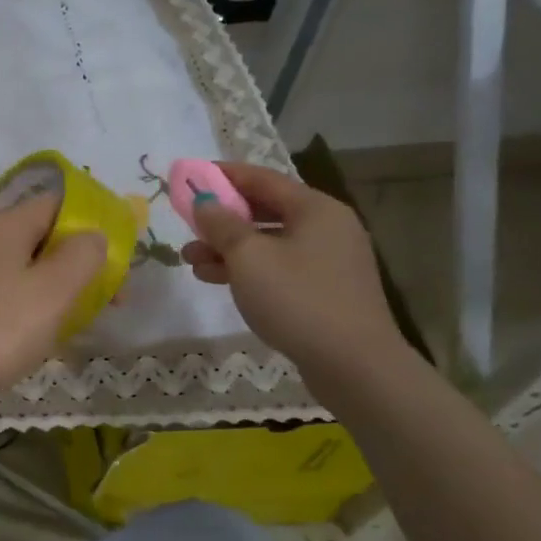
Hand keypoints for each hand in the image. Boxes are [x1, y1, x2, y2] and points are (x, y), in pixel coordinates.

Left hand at [0, 193, 105, 418]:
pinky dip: (15, 304)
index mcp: (4, 224)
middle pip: (37, 237)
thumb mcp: (50, 295)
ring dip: (45, 288)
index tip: (113, 268)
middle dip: (72, 266)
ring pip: (15, 266)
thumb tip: (93, 234)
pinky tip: (18, 336)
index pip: (58, 204)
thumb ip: (81, 258)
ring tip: (62, 327)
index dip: (92, 229)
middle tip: (97, 305)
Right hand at [180, 162, 404, 373]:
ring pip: (269, 242)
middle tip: (187, 224)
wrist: (354, 365)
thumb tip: (203, 202)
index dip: (223, 175)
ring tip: (190, 260)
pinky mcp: (325, 290)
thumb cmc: (297, 299)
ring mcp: (329, 260)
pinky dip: (248, 268)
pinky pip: (279, 267)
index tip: (189, 175)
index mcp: (315, 208)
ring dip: (228, 248)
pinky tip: (217, 279)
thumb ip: (221, 224)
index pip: (261, 178)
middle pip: (265, 210)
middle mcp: (327, 227)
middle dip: (221, 218)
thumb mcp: (248, 256)